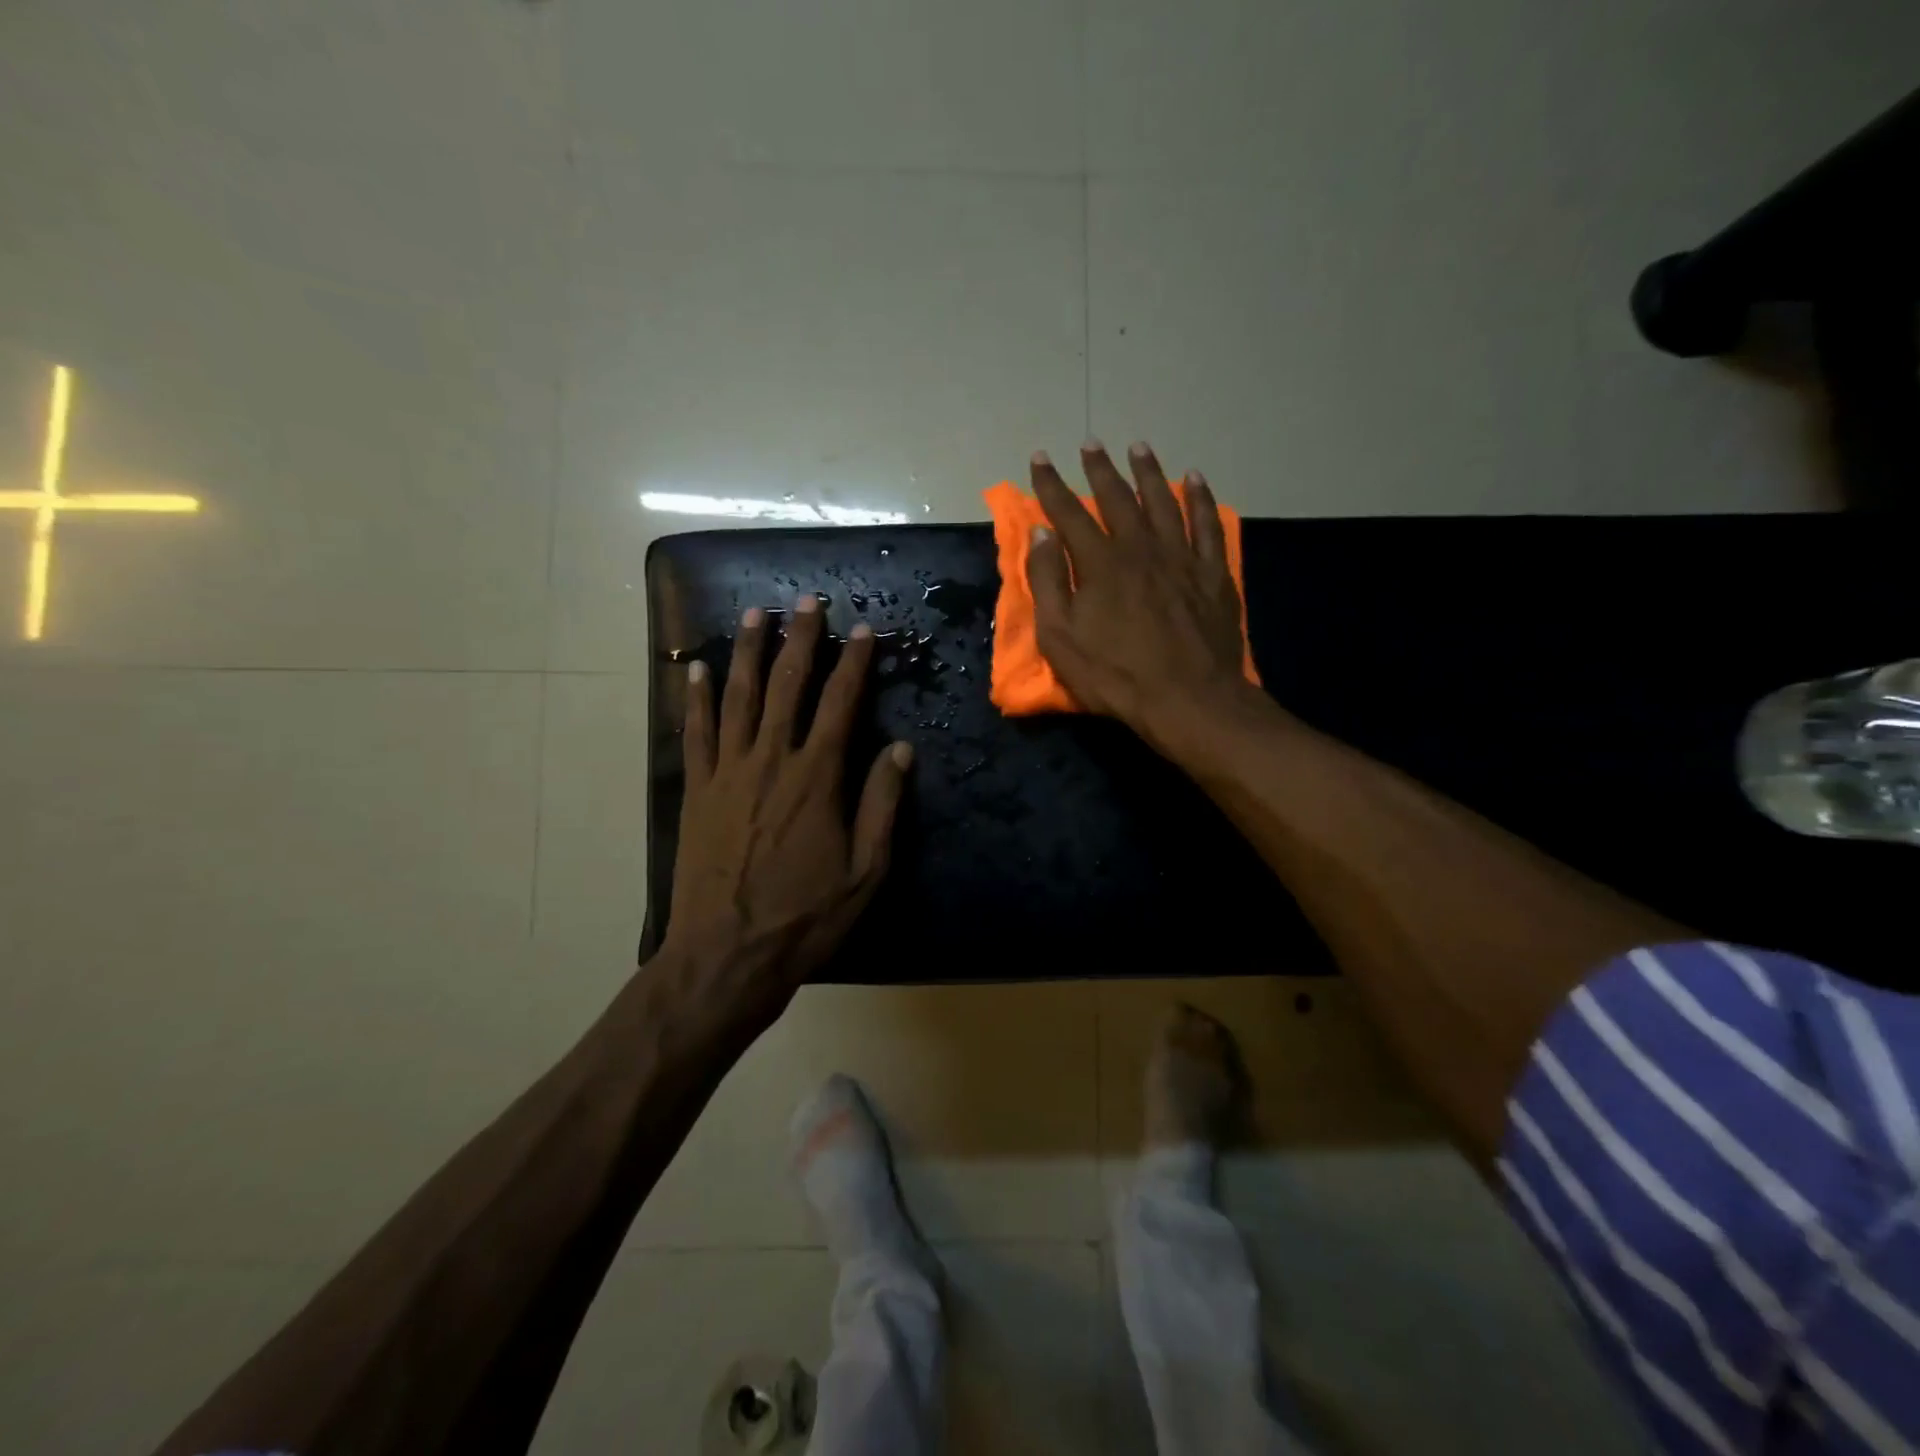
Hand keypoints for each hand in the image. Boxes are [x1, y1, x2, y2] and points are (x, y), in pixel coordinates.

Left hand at [663, 598, 911, 1008]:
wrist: (725, 955)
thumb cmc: (804, 917)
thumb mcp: (865, 870)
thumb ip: (882, 804)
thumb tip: (901, 748)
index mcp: (817, 778)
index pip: (840, 704)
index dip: (853, 663)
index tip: (862, 630)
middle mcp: (772, 760)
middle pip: (787, 685)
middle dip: (800, 639)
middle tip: (806, 601)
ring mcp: (728, 772)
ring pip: (740, 697)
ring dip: (749, 652)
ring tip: (755, 614)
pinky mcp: (698, 791)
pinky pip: (697, 733)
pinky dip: (698, 698)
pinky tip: (699, 671)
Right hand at [1029, 441, 1256, 749]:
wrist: (1187, 699)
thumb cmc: (1115, 675)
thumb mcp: (1061, 637)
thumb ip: (1047, 582)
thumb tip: (1041, 534)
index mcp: (1100, 563)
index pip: (1069, 513)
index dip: (1051, 485)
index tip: (1039, 458)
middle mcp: (1141, 548)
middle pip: (1117, 498)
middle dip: (1100, 469)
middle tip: (1090, 443)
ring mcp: (1181, 557)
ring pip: (1164, 501)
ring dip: (1148, 472)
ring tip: (1138, 448)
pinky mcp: (1213, 573)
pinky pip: (1208, 524)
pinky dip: (1201, 499)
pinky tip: (1195, 479)